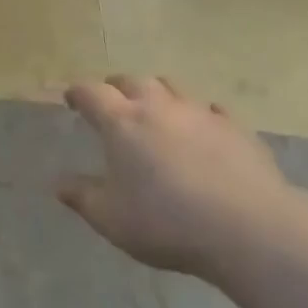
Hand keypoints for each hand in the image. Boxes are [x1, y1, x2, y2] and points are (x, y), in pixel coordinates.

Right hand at [57, 76, 298, 276]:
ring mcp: (199, 112)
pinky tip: (201, 131)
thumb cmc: (167, 222)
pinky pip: (211, 110)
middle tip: (112, 102)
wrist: (247, 227)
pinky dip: (198, 115)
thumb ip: (82, 197)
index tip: (72, 100)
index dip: (78, 93)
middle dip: (116, 87)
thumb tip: (59, 183)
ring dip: (157, 94)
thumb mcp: (112, 219)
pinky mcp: (234, 127)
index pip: (91, 93)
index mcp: (122, 122)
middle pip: (132, 81)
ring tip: (155, 111)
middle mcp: (158, 106)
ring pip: (171, 87)